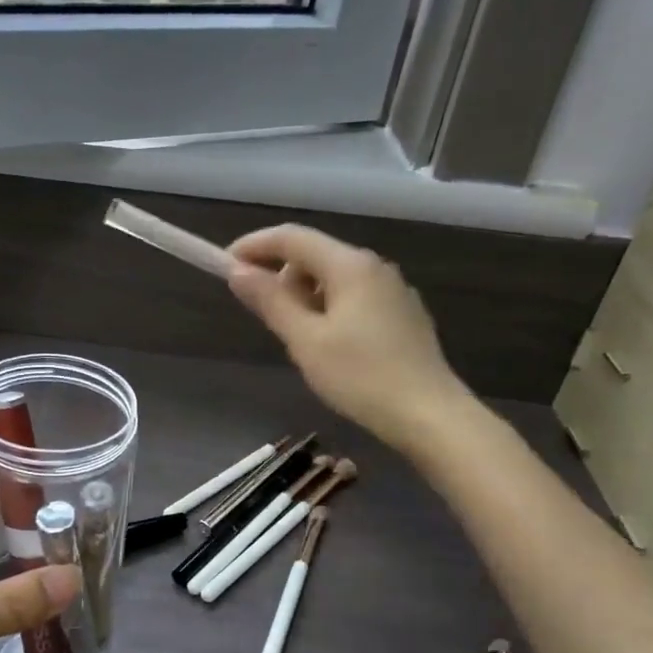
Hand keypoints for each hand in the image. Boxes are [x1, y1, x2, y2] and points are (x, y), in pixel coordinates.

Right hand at [227, 224, 475, 449]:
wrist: (429, 415)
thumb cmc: (361, 377)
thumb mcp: (305, 340)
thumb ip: (270, 301)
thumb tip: (237, 271)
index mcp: (349, 266)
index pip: (291, 238)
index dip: (253, 246)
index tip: (223, 265)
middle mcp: (374, 267)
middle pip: (313, 255)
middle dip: (279, 275)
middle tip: (262, 315)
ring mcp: (392, 290)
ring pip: (334, 278)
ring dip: (304, 295)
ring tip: (296, 338)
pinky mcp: (402, 314)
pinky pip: (353, 297)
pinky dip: (328, 308)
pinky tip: (329, 345)